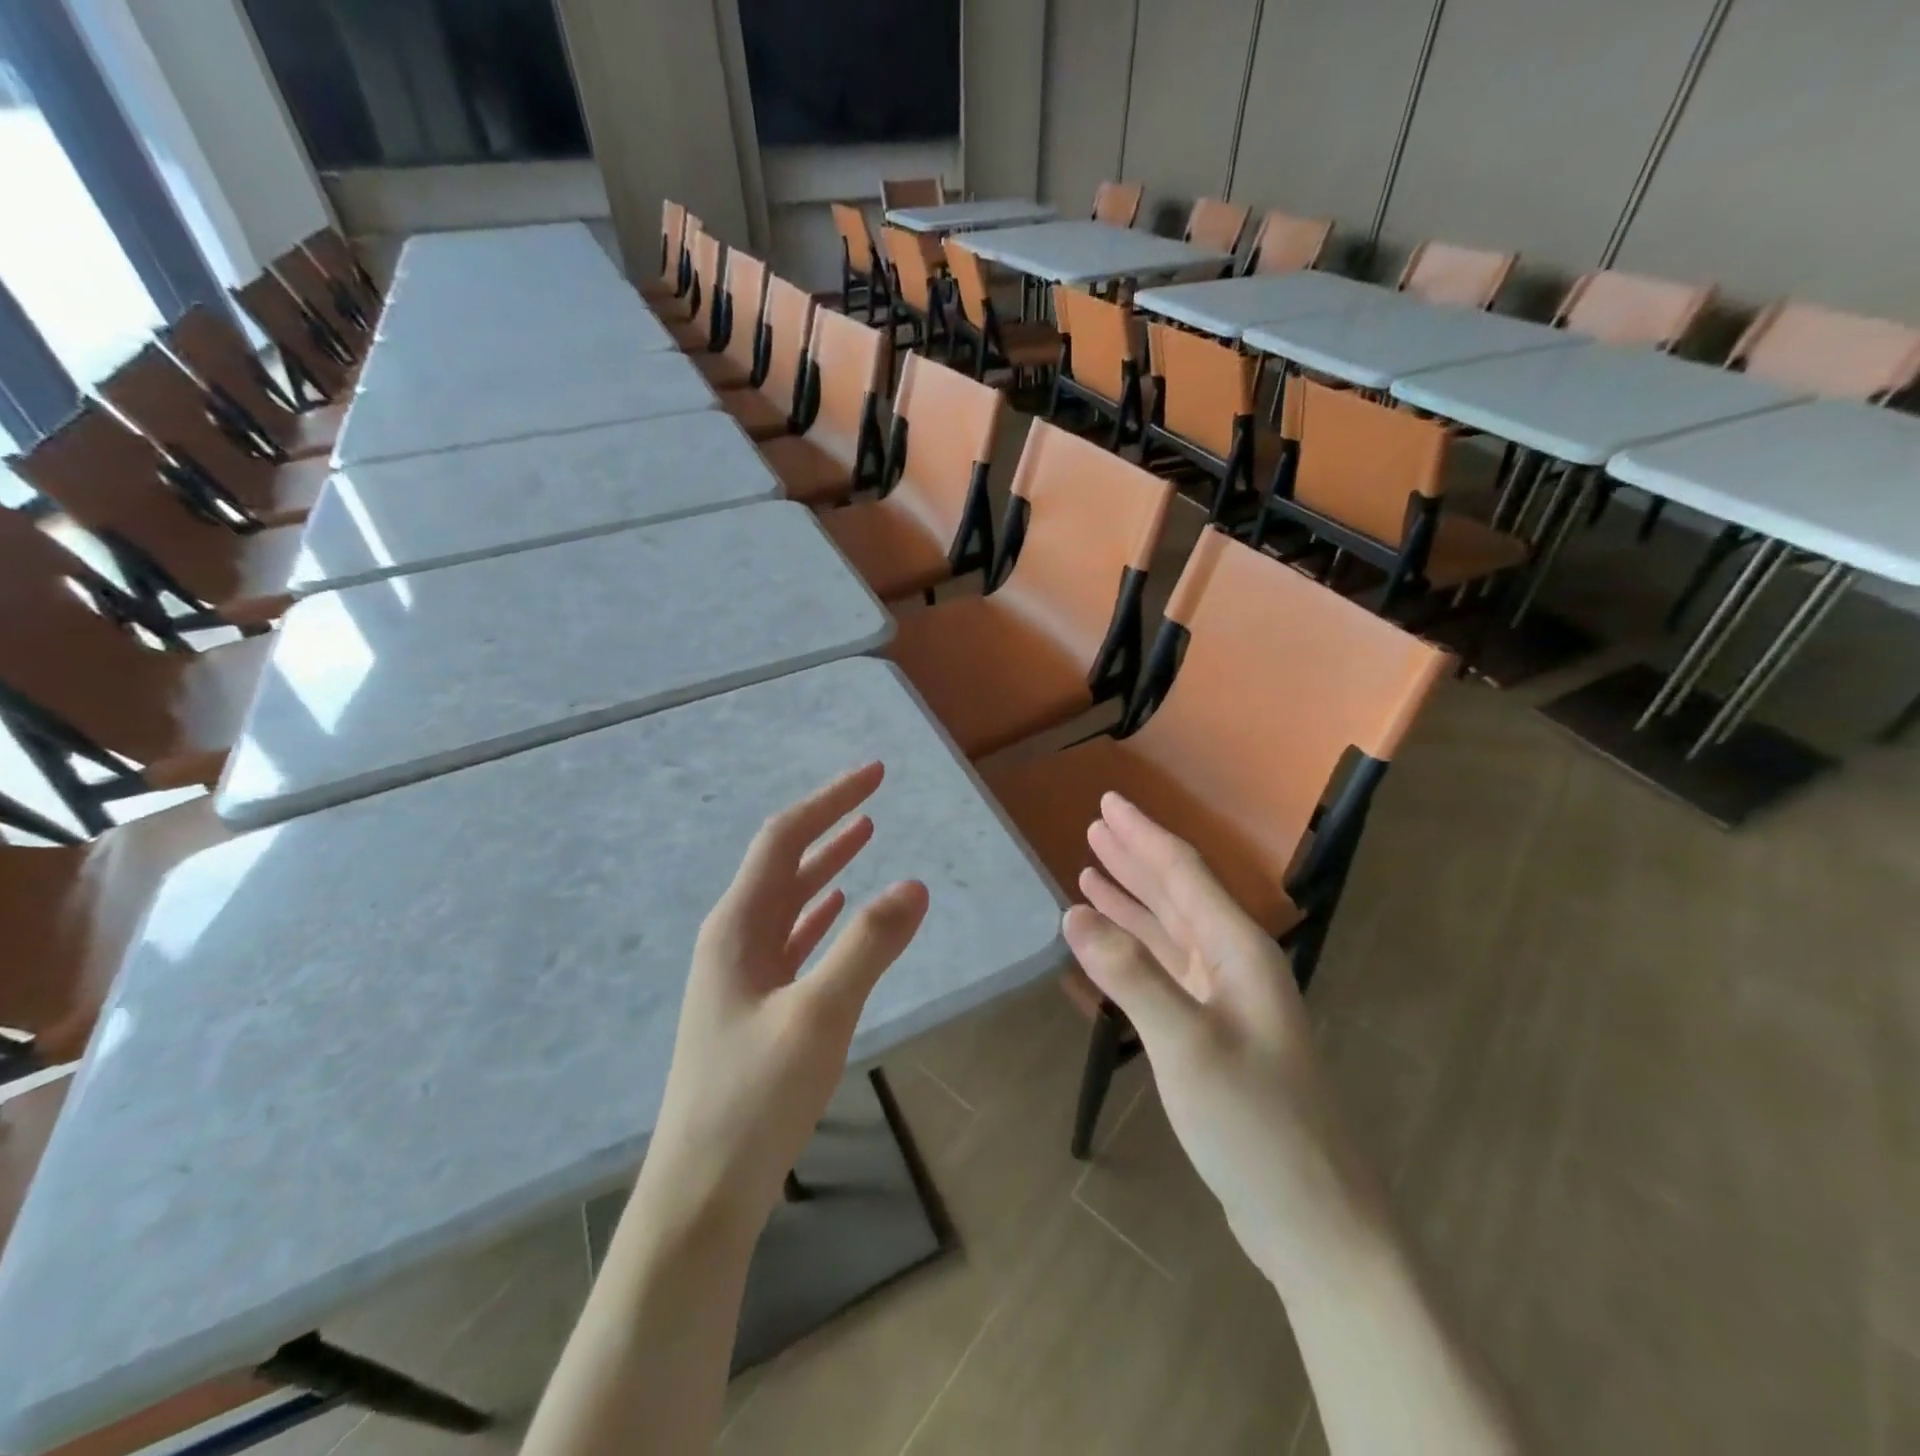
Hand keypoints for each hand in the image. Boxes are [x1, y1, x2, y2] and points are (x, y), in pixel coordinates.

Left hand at [638, 762, 928, 1244]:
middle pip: (783, 861)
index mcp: (737, 927)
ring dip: (826, 864)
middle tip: (875, 794)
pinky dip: (818, 912)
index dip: (830, 801)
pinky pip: (790, 938)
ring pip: (788, 899)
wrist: (701, 1193)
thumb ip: (867, 947)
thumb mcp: (818, 1016)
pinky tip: (836, 906)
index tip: (876, 775)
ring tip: (865, 834)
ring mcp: (740, 973)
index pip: (784, 839)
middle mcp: (733, 938)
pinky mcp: (753, 1004)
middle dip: (830, 823)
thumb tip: (914, 884)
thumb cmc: (754, 1100)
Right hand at [1061, 794, 1384, 1280]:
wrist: (1313, 1217)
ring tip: (1092, 868)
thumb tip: (1073, 912)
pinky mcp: (1215, 1030)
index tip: (1108, 802)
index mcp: (1238, 950)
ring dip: (1134, 896)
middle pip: (1179, 892)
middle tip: (1095, 824)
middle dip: (1136, 856)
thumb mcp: (1186, 1045)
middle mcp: (1235, 962)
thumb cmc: (1255, 1125)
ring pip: (1171, 928)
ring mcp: (1227, 998)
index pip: (1183, 873)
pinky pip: (1168, 967)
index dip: (1143, 835)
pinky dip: (1138, 944)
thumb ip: (1130, 975)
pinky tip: (1113, 938)